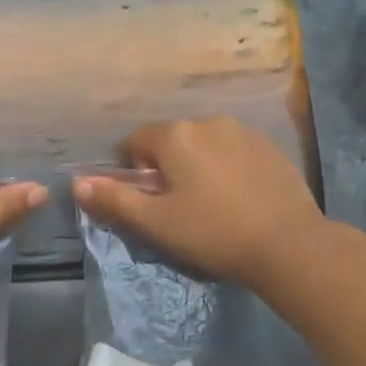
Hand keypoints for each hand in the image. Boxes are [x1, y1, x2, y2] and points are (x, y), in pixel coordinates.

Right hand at [72, 117, 322, 287]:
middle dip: (168, 169)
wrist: (289, 244)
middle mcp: (207, 121)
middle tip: (181, 209)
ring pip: (204, 145)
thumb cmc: (212, 232)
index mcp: (175, 135)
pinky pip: (233, 152)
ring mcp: (243, 131)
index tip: (154, 204)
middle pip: (171, 141)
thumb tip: (77, 183)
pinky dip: (228, 169)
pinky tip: (240, 200)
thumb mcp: (155, 222)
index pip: (135, 143)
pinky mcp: (270, 147)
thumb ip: (114, 199)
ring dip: (198, 167)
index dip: (137, 174)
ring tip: (213, 206)